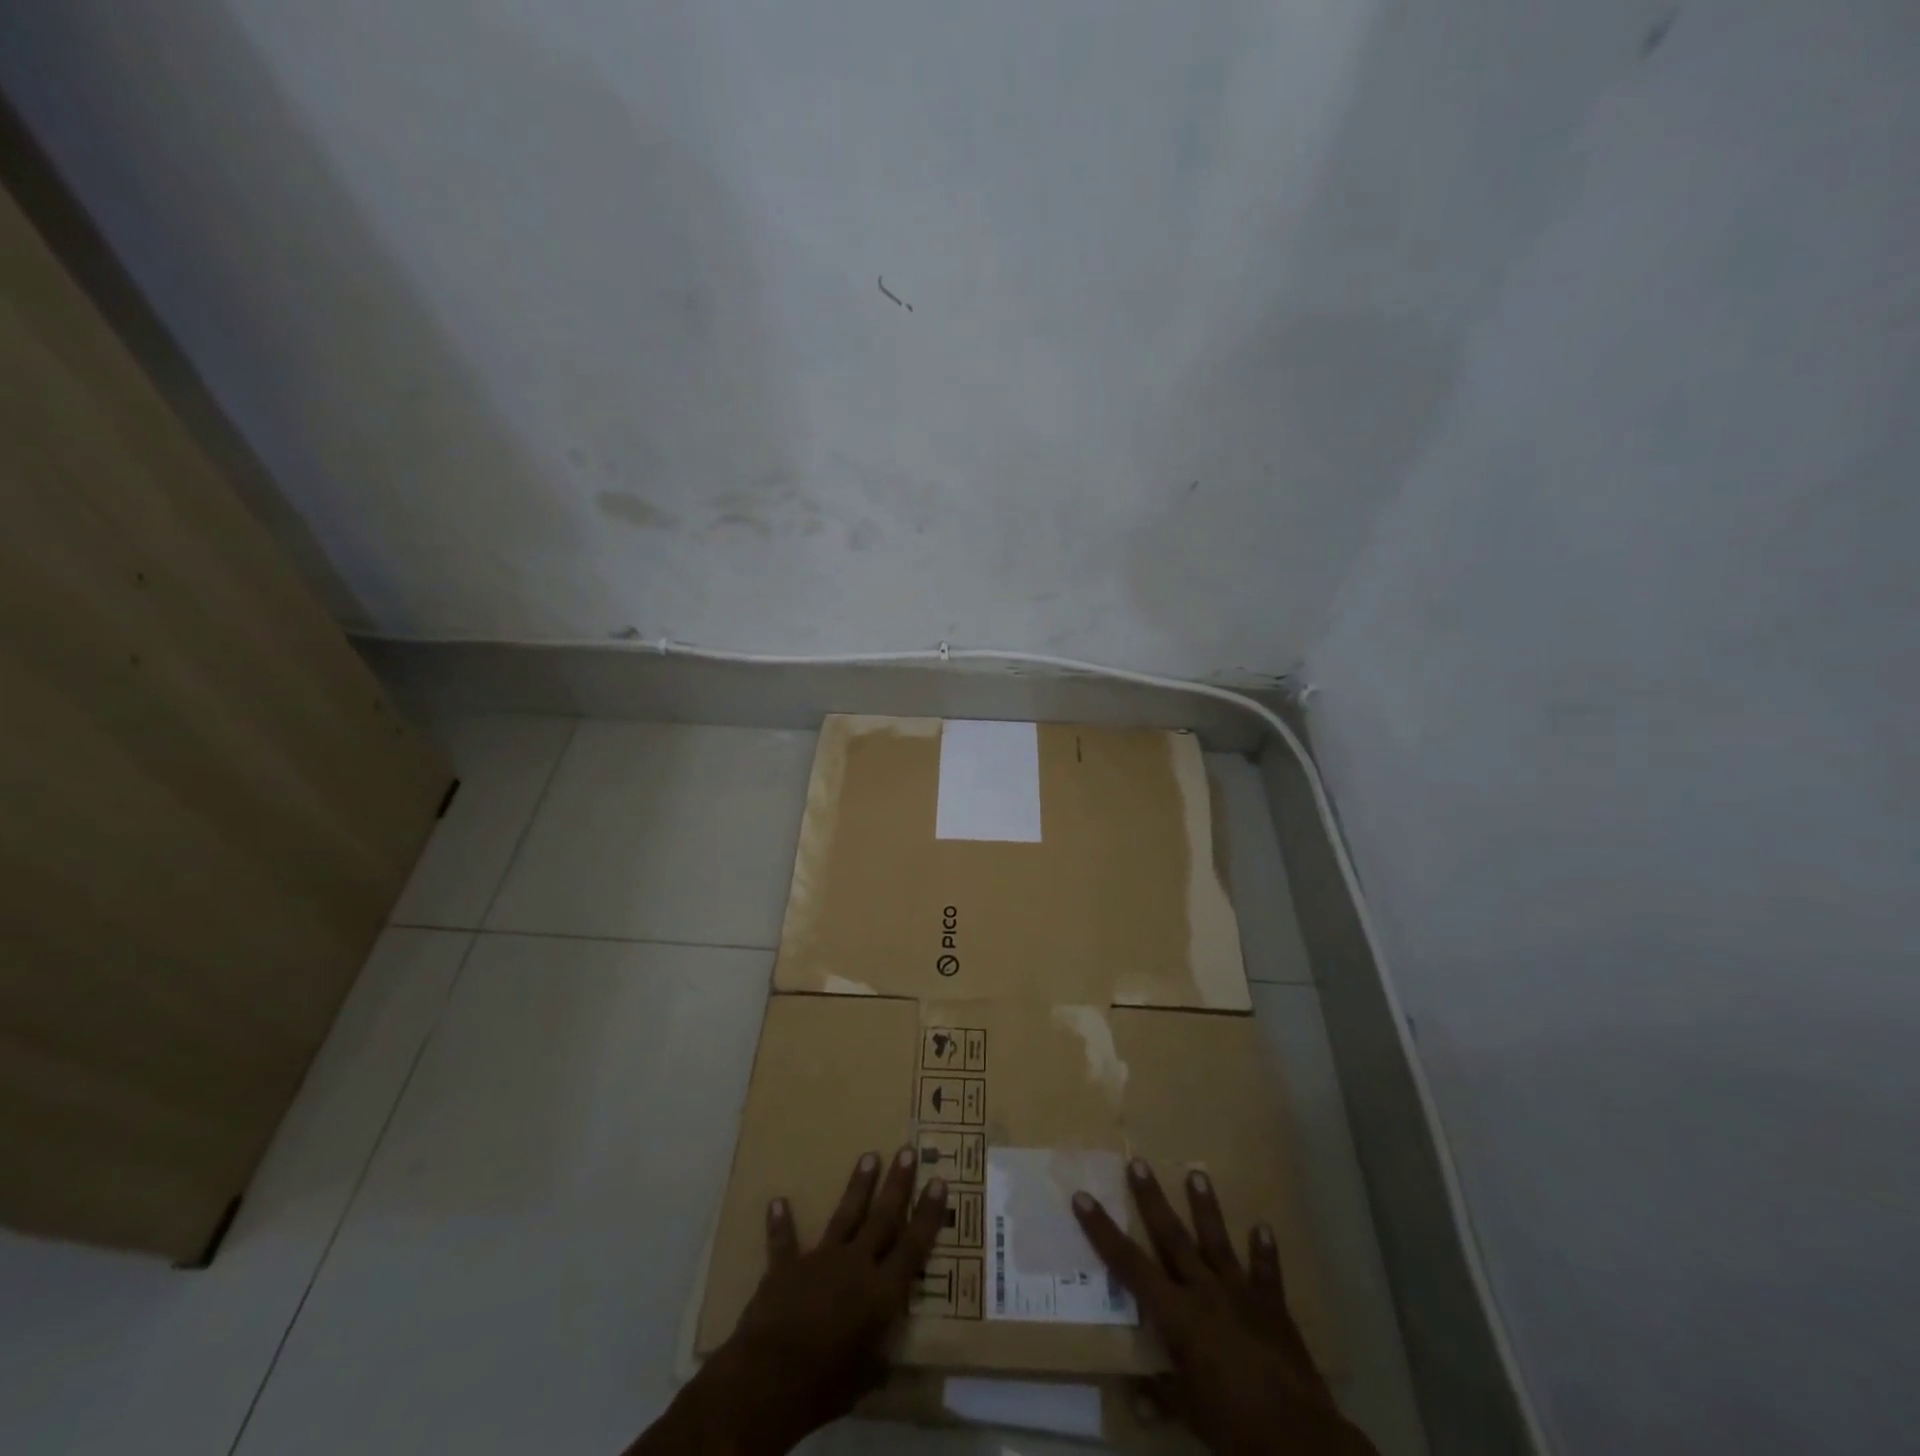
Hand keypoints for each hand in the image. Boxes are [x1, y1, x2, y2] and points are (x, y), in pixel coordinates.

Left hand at [633, 1148, 947, 1455]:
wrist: (770, 1378)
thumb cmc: (825, 1385)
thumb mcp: (863, 1381)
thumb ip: (876, 1361)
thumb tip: (886, 1362)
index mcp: (881, 1293)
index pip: (913, 1246)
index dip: (928, 1214)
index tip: (939, 1181)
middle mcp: (856, 1265)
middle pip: (882, 1217)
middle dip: (897, 1183)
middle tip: (908, 1151)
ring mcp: (820, 1259)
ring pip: (845, 1214)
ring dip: (858, 1186)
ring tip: (869, 1156)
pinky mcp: (786, 1266)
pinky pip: (784, 1240)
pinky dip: (781, 1222)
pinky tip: (777, 1201)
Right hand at [1073, 1160, 1376, 1455]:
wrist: (1298, 1439)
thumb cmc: (1233, 1426)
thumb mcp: (1189, 1414)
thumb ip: (1162, 1395)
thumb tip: (1134, 1395)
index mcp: (1176, 1314)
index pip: (1129, 1265)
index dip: (1103, 1231)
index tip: (1083, 1198)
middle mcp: (1204, 1291)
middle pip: (1171, 1236)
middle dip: (1152, 1198)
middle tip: (1138, 1162)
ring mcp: (1240, 1294)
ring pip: (1216, 1241)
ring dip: (1206, 1207)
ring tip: (1197, 1173)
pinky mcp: (1273, 1307)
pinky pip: (1267, 1273)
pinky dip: (1265, 1251)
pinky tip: (1264, 1228)